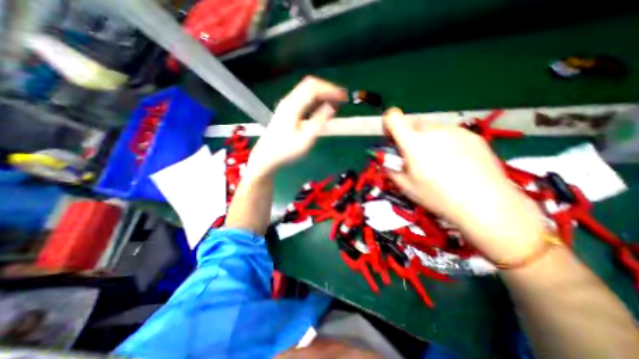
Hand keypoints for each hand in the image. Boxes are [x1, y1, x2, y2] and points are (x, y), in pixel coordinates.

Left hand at [247, 76, 347, 176]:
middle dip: (327, 88)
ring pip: (306, 90)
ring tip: (334, 102)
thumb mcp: (305, 139)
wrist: (267, 156)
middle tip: (340, 98)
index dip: (330, 89)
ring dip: (322, 93)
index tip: (343, 96)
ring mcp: (286, 104)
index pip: (313, 87)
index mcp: (293, 106)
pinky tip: (321, 107)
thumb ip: (319, 122)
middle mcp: (288, 101)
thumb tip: (331, 107)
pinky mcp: (287, 110)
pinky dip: (315, 99)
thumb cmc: (285, 150)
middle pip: (310, 84)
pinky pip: (303, 97)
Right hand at [381, 108, 545, 261]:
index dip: (388, 123)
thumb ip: (392, 170)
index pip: (393, 117)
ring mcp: (454, 131)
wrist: (485, 203)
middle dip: (408, 136)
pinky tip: (455, 162)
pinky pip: (449, 134)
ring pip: (431, 129)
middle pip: (412, 123)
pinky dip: (445, 142)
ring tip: (437, 162)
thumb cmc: (438, 196)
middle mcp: (432, 131)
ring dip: (427, 139)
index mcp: (412, 142)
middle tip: (414, 156)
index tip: (391, 137)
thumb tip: (388, 164)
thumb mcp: (406, 186)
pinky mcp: (472, 135)